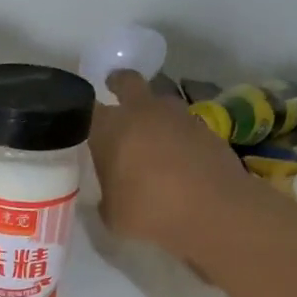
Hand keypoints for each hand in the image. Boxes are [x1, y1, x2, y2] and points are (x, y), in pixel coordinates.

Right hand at [90, 71, 254, 261]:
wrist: (214, 210)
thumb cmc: (151, 211)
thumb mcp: (113, 215)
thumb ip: (106, 197)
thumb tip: (109, 194)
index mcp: (111, 128)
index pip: (88, 109)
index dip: (84, 113)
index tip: (82, 122)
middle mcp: (142, 112)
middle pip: (126, 81)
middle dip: (119, 84)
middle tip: (114, 94)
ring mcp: (178, 116)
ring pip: (159, 101)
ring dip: (153, 112)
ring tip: (151, 137)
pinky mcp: (206, 128)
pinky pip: (183, 123)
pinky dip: (178, 134)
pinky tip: (178, 158)